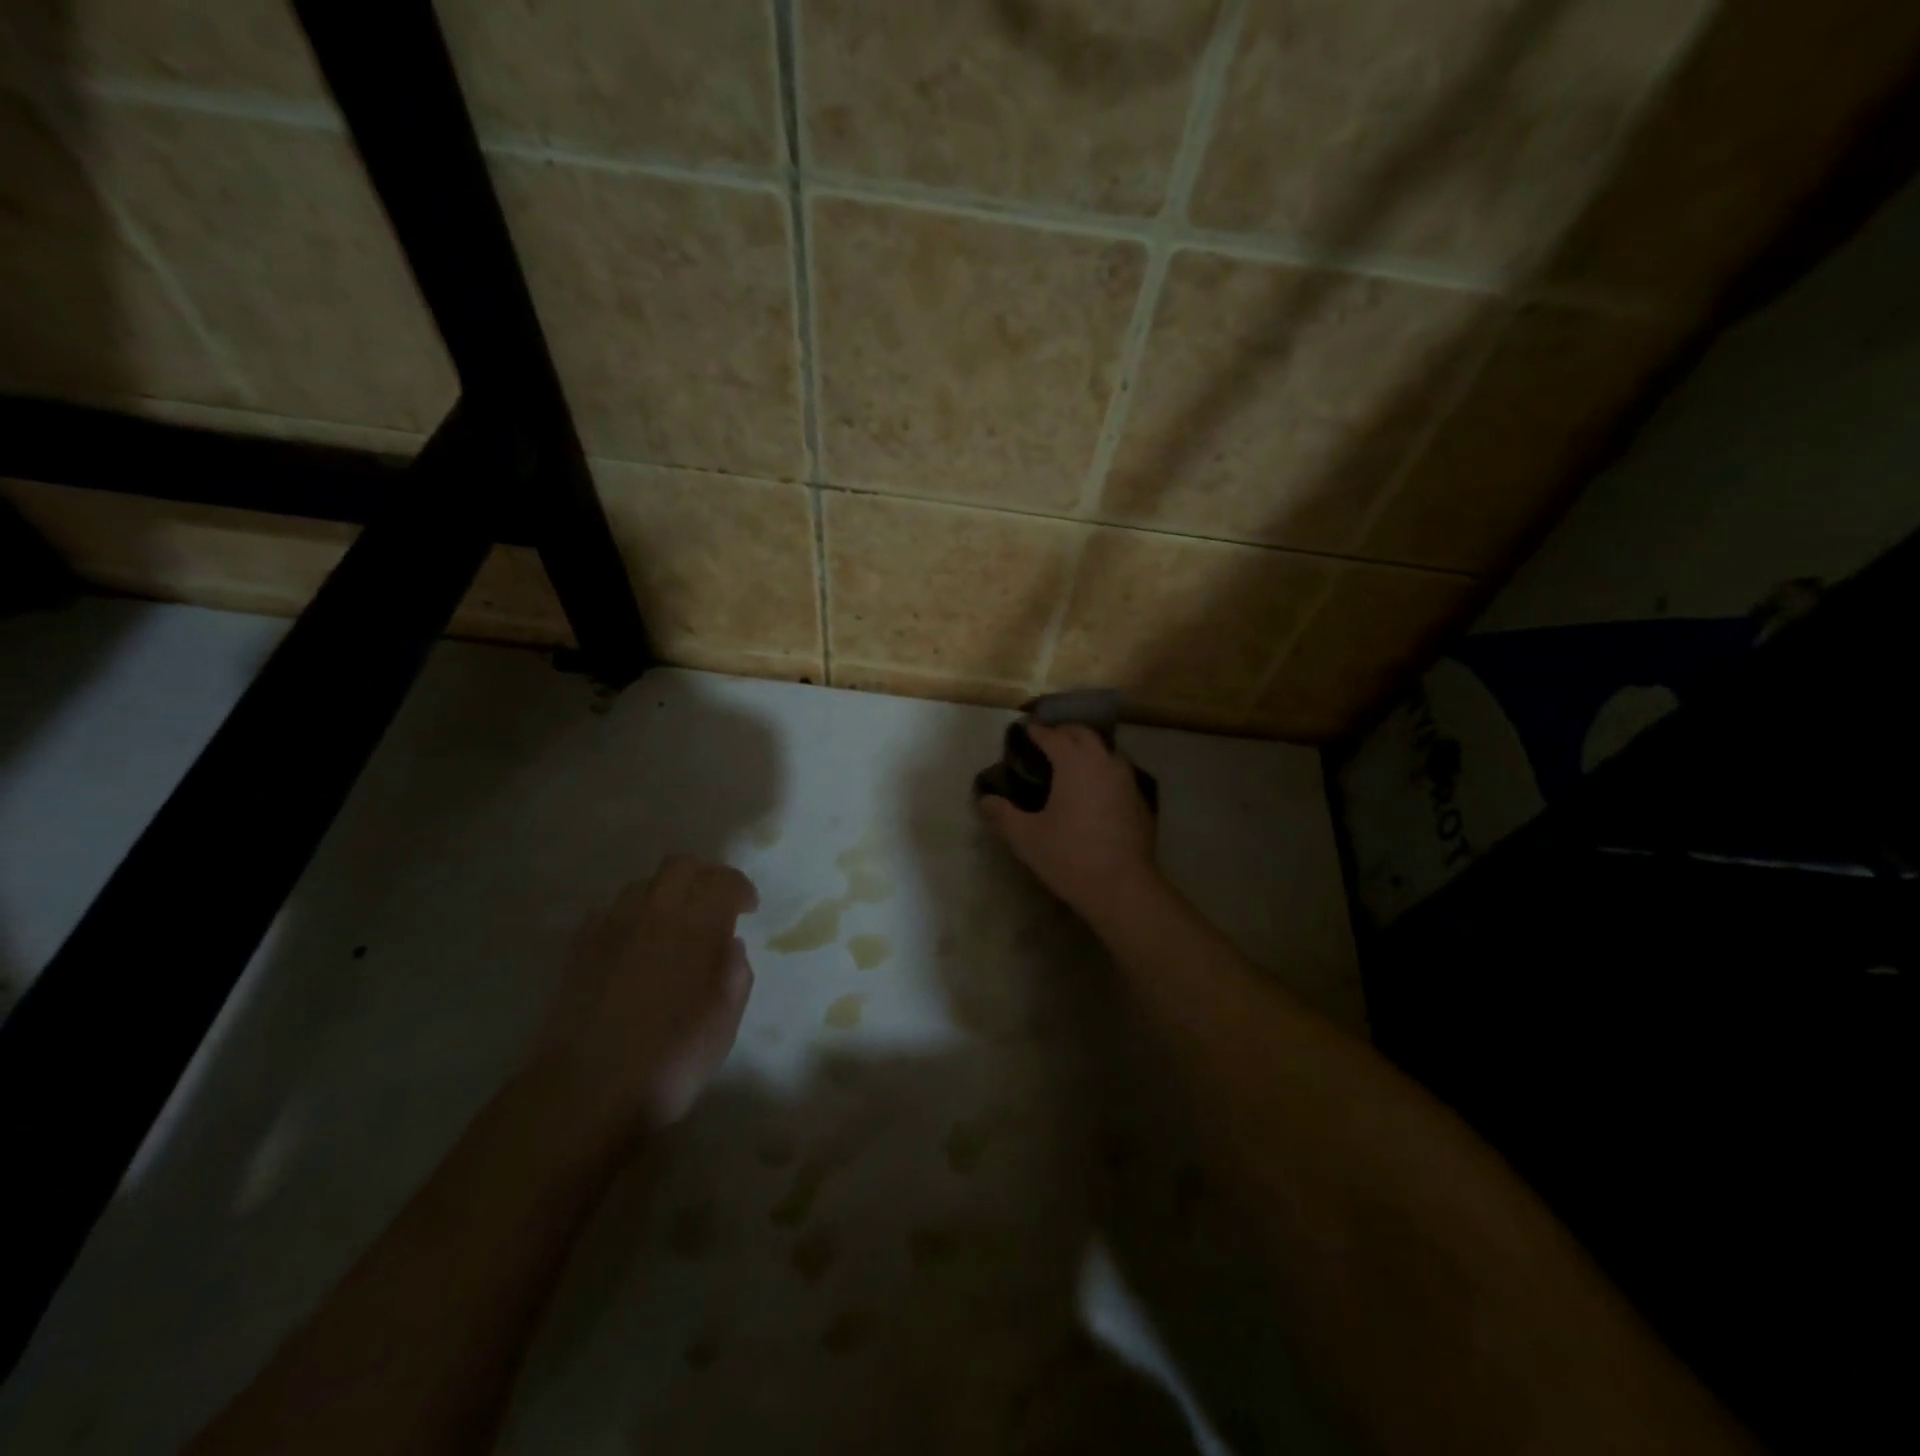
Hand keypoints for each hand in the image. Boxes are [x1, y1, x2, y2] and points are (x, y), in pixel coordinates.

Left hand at [532, 856, 757, 1141]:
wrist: (586, 1092)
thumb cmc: (670, 1060)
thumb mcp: (725, 1022)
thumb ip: (735, 973)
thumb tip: (729, 944)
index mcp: (697, 927)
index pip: (724, 881)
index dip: (741, 888)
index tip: (749, 908)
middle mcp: (654, 913)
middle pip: (680, 865)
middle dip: (704, 874)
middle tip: (715, 901)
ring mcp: (611, 927)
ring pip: (642, 883)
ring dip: (665, 892)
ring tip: (674, 921)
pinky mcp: (579, 947)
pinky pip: (608, 909)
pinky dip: (629, 914)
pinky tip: (634, 941)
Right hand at [977, 723, 1159, 919]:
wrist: (1122, 887)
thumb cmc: (1069, 856)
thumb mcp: (1025, 838)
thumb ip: (1003, 814)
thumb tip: (985, 800)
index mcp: (1074, 763)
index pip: (1053, 736)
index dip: (1037, 731)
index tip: (1025, 729)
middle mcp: (1103, 762)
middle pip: (1084, 735)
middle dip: (1064, 733)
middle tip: (1047, 741)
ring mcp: (1127, 780)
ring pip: (1106, 751)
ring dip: (1087, 750)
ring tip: (1071, 763)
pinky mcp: (1141, 800)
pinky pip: (1119, 774)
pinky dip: (1103, 772)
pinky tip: (1094, 791)